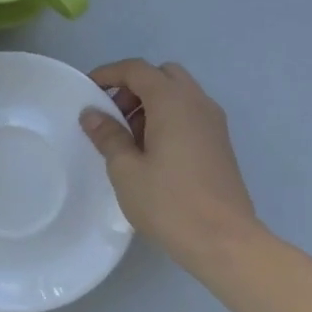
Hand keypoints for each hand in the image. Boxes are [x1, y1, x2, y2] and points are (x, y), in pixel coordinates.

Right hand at [79, 59, 261, 267]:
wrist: (224, 241)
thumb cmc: (168, 202)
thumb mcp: (125, 169)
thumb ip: (108, 135)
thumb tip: (92, 114)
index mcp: (173, 102)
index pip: (137, 69)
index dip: (109, 73)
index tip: (87, 90)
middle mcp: (198, 103)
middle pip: (162, 75)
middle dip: (133, 86)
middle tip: (112, 115)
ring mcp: (214, 123)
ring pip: (179, 94)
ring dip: (151, 103)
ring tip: (128, 138)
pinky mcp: (220, 144)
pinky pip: (190, 114)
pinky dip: (167, 118)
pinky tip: (151, 152)